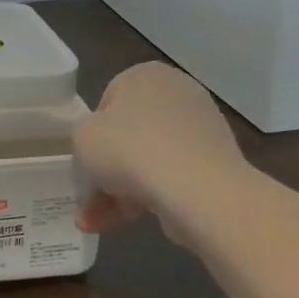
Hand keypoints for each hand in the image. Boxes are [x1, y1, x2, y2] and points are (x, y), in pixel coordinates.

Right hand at [74, 62, 246, 232]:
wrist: (196, 191)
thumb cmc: (130, 149)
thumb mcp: (82, 135)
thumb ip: (84, 134)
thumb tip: (103, 145)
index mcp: (146, 74)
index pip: (109, 100)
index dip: (93, 132)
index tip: (87, 156)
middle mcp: (178, 94)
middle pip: (130, 133)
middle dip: (108, 168)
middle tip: (90, 192)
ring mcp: (201, 130)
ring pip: (149, 160)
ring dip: (121, 190)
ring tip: (96, 221)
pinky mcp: (216, 165)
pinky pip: (172, 178)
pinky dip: (149, 197)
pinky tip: (125, 223)